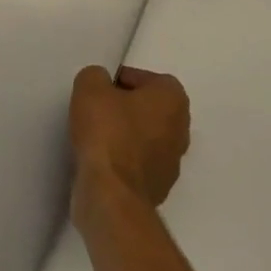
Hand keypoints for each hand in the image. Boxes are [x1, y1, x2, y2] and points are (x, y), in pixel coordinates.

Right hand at [70, 65, 189, 219]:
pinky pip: (137, 164)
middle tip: (95, 111)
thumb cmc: (107, 132)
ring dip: (123, 136)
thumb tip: (100, 84)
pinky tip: (100, 162)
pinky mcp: (158, 187)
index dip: (119, 81)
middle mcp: (181, 128)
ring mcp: (172, 162)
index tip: (98, 91)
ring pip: (144, 138)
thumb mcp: (90, 87)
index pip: (146, 79)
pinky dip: (121, 161)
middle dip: (123, 109)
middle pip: (148, 109)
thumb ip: (96, 76)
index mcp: (173, 99)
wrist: (112, 193)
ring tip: (94, 137)